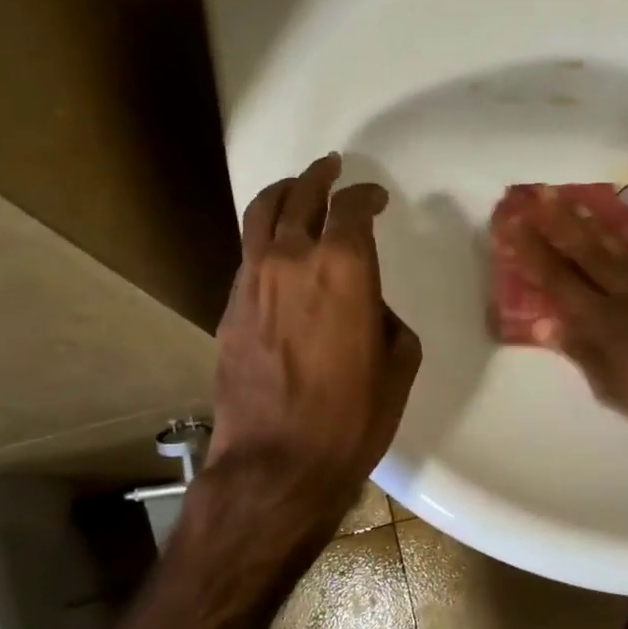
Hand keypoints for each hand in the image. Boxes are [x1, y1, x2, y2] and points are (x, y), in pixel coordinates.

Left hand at [209, 154, 421, 538]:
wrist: (277, 462)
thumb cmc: (352, 417)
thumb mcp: (397, 365)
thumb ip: (386, 320)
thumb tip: (367, 307)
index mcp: (344, 268)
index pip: (351, 208)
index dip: (365, 194)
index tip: (374, 196)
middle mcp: (293, 259)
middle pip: (300, 196)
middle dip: (318, 176)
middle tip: (330, 167)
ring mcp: (253, 280)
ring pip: (262, 215)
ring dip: (283, 194)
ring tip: (295, 188)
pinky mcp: (230, 306)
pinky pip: (249, 253)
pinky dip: (265, 236)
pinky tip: (277, 248)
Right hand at [503, 187, 627, 437]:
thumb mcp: (612, 388)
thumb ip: (580, 351)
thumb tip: (544, 323)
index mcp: (602, 318)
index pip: (557, 277)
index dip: (533, 250)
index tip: (513, 223)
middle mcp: (626, 292)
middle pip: (587, 251)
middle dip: (559, 221)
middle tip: (540, 193)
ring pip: (621, 248)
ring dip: (595, 224)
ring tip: (577, 202)